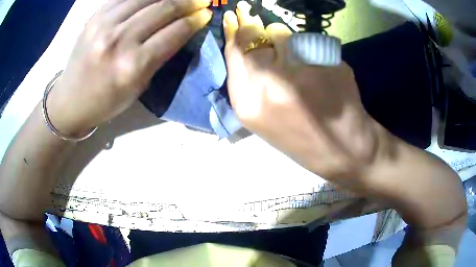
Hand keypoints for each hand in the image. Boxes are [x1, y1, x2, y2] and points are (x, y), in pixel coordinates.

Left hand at [47, 0, 211, 135]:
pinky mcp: (94, 17)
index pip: (174, 32)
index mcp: (133, 66)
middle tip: (201, 0)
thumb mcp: (138, 87)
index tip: (206, 14)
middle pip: (163, 9)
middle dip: (188, 2)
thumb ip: (160, 56)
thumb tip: (181, 29)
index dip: (195, 20)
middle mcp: (119, 41)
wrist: (71, 101)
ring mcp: (104, 25)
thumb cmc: (106, 102)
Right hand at [224, 2, 381, 183]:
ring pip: (282, 34)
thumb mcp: (265, 118)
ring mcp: (297, 72)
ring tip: (302, 65)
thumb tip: (253, 46)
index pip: (233, 51)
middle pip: (255, 36)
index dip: (235, 30)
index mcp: (246, 104)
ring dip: (288, 41)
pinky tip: (320, 71)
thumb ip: (252, 81)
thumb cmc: (302, 139)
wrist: (342, 151)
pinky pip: (308, 42)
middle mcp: (266, 85)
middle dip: (262, 33)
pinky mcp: (322, 64)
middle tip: (274, 43)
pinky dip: (310, 49)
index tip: (236, 16)